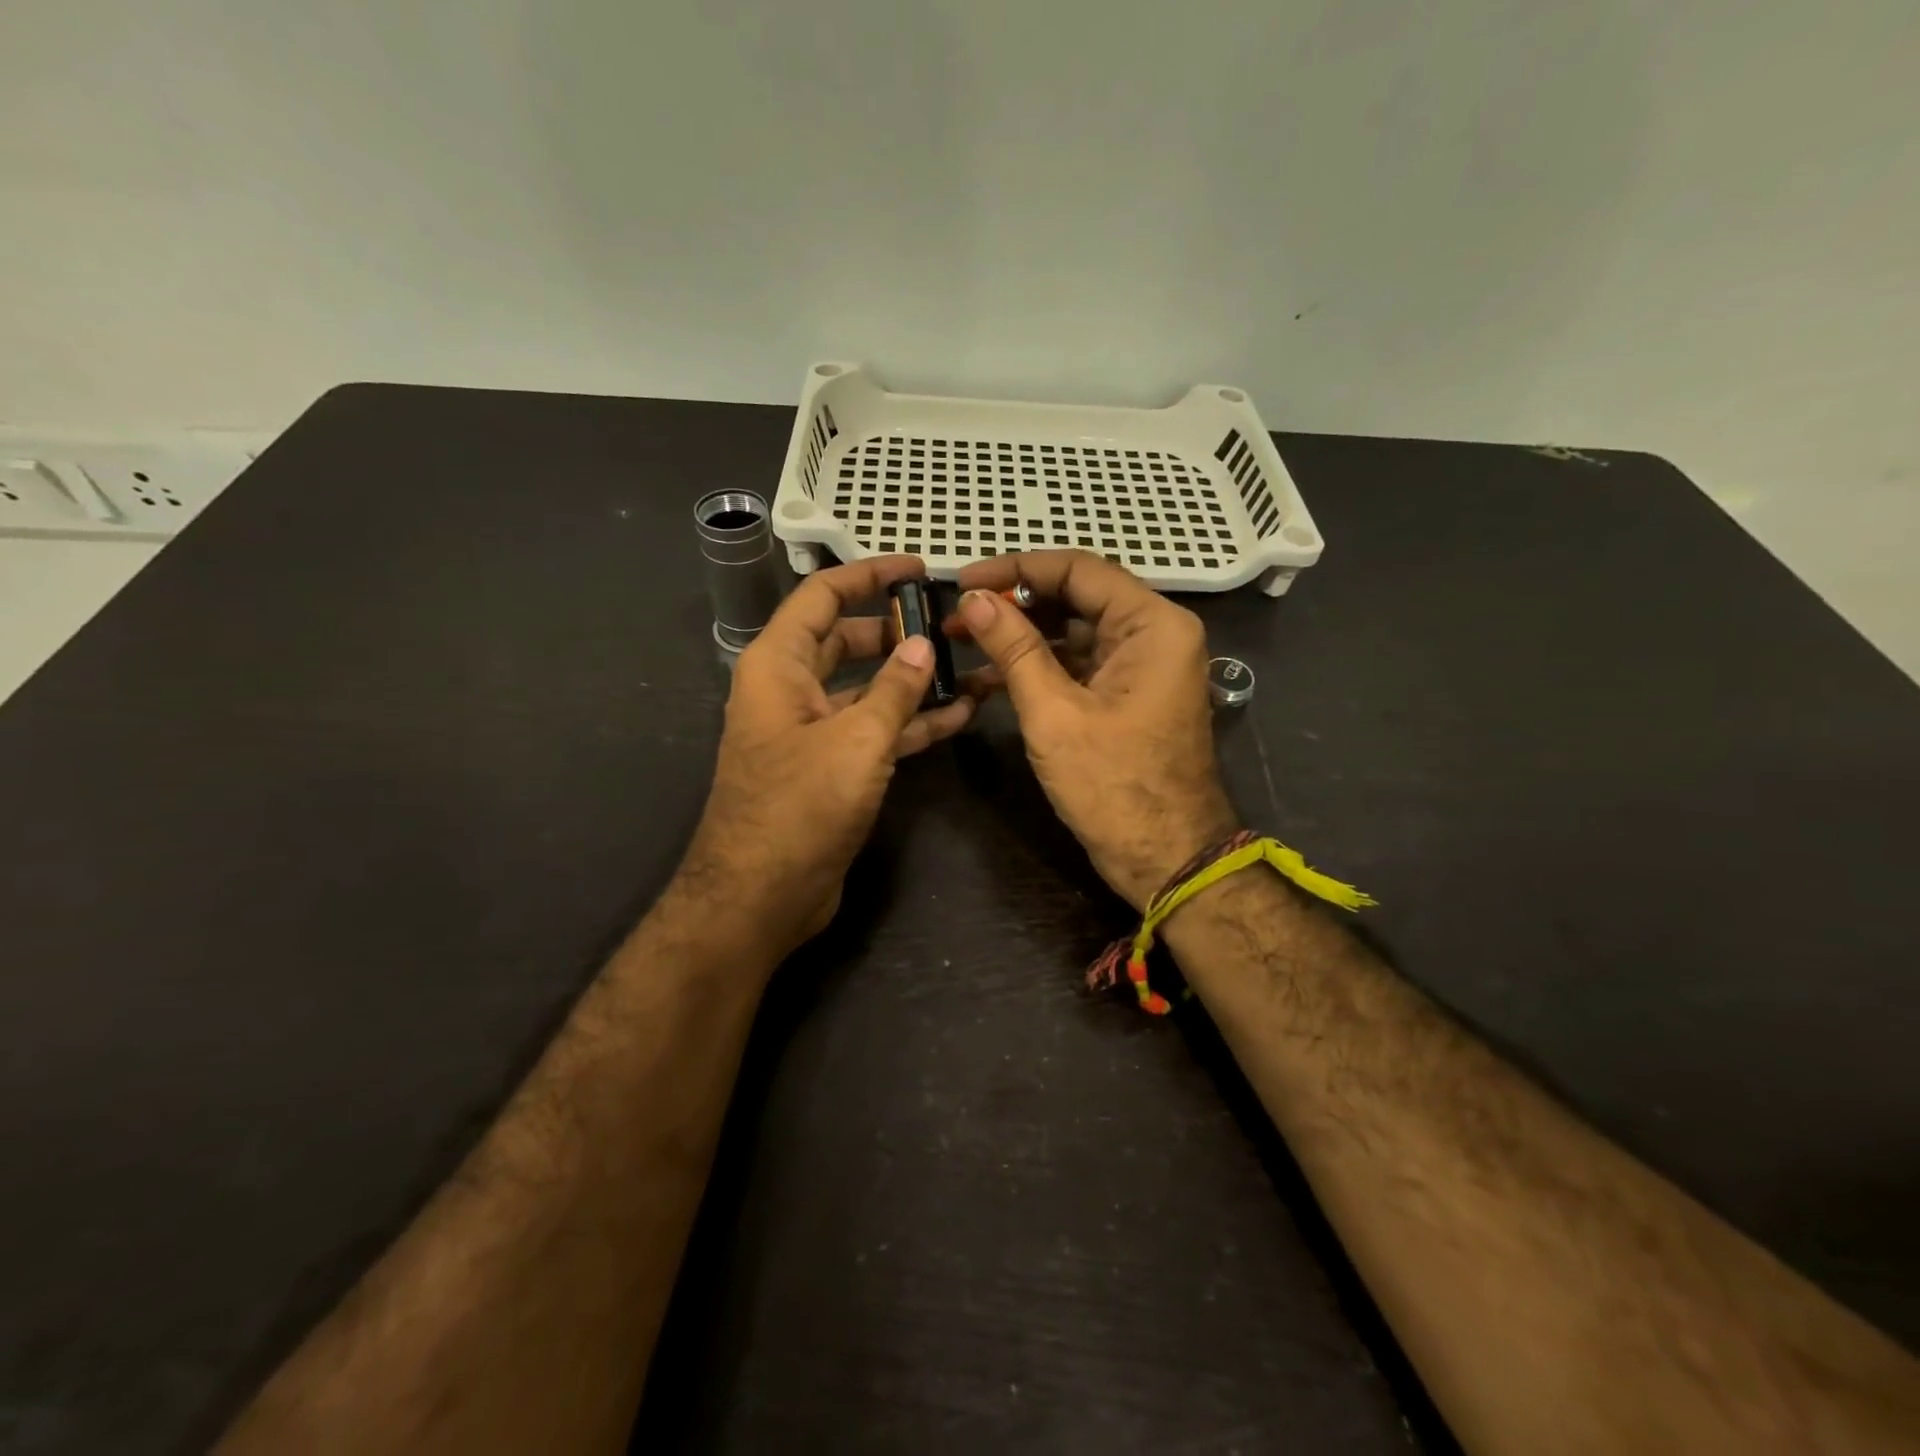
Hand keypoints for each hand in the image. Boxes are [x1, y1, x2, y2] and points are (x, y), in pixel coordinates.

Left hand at [681, 557, 976, 958]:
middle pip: (847, 640)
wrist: (762, 896)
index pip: (822, 597)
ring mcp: (813, 732)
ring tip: (968, 665)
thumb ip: (895, 689)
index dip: (868, 575)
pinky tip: (959, 713)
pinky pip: (875, 731)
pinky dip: (911, 722)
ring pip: (867, 689)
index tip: (918, 569)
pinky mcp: (832, 768)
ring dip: (912, 679)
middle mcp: (791, 690)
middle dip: (896, 629)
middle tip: (950, 622)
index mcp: (778, 665)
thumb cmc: (800, 807)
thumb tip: (921, 644)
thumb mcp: (856, 740)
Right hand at [953, 551, 1237, 909]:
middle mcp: (1154, 634)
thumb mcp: (1054, 713)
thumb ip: (1014, 648)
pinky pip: (1079, 665)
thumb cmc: (1114, 786)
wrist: (1166, 858)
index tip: (964, 579)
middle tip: (958, 615)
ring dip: (1022, 638)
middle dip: (1015, 605)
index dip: (1015, 569)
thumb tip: (973, 598)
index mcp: (1152, 625)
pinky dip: (1039, 668)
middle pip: (1077, 597)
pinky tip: (989, 678)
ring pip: (1074, 632)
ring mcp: (1142, 666)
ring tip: (964, 643)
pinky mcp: (1128, 695)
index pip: (1077, 570)